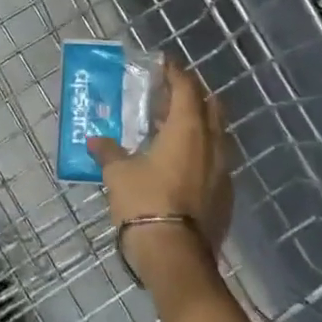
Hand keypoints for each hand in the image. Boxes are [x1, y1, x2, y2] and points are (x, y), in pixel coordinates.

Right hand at [87, 60, 231, 297]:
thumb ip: (109, 152)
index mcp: (188, 129)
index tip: (164, 63)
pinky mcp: (225, 196)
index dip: (176, 73)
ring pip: (216, 135)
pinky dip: (201, 152)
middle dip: (193, 95)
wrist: (175, 257)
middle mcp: (212, 144)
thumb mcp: (118, 174)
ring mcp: (223, 171)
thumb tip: (95, 140)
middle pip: (210, 107)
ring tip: (173, 127)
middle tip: (170, 93)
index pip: (187, 88)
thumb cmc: (145, 203)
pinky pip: (216, 161)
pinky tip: (182, 163)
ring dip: (199, 124)